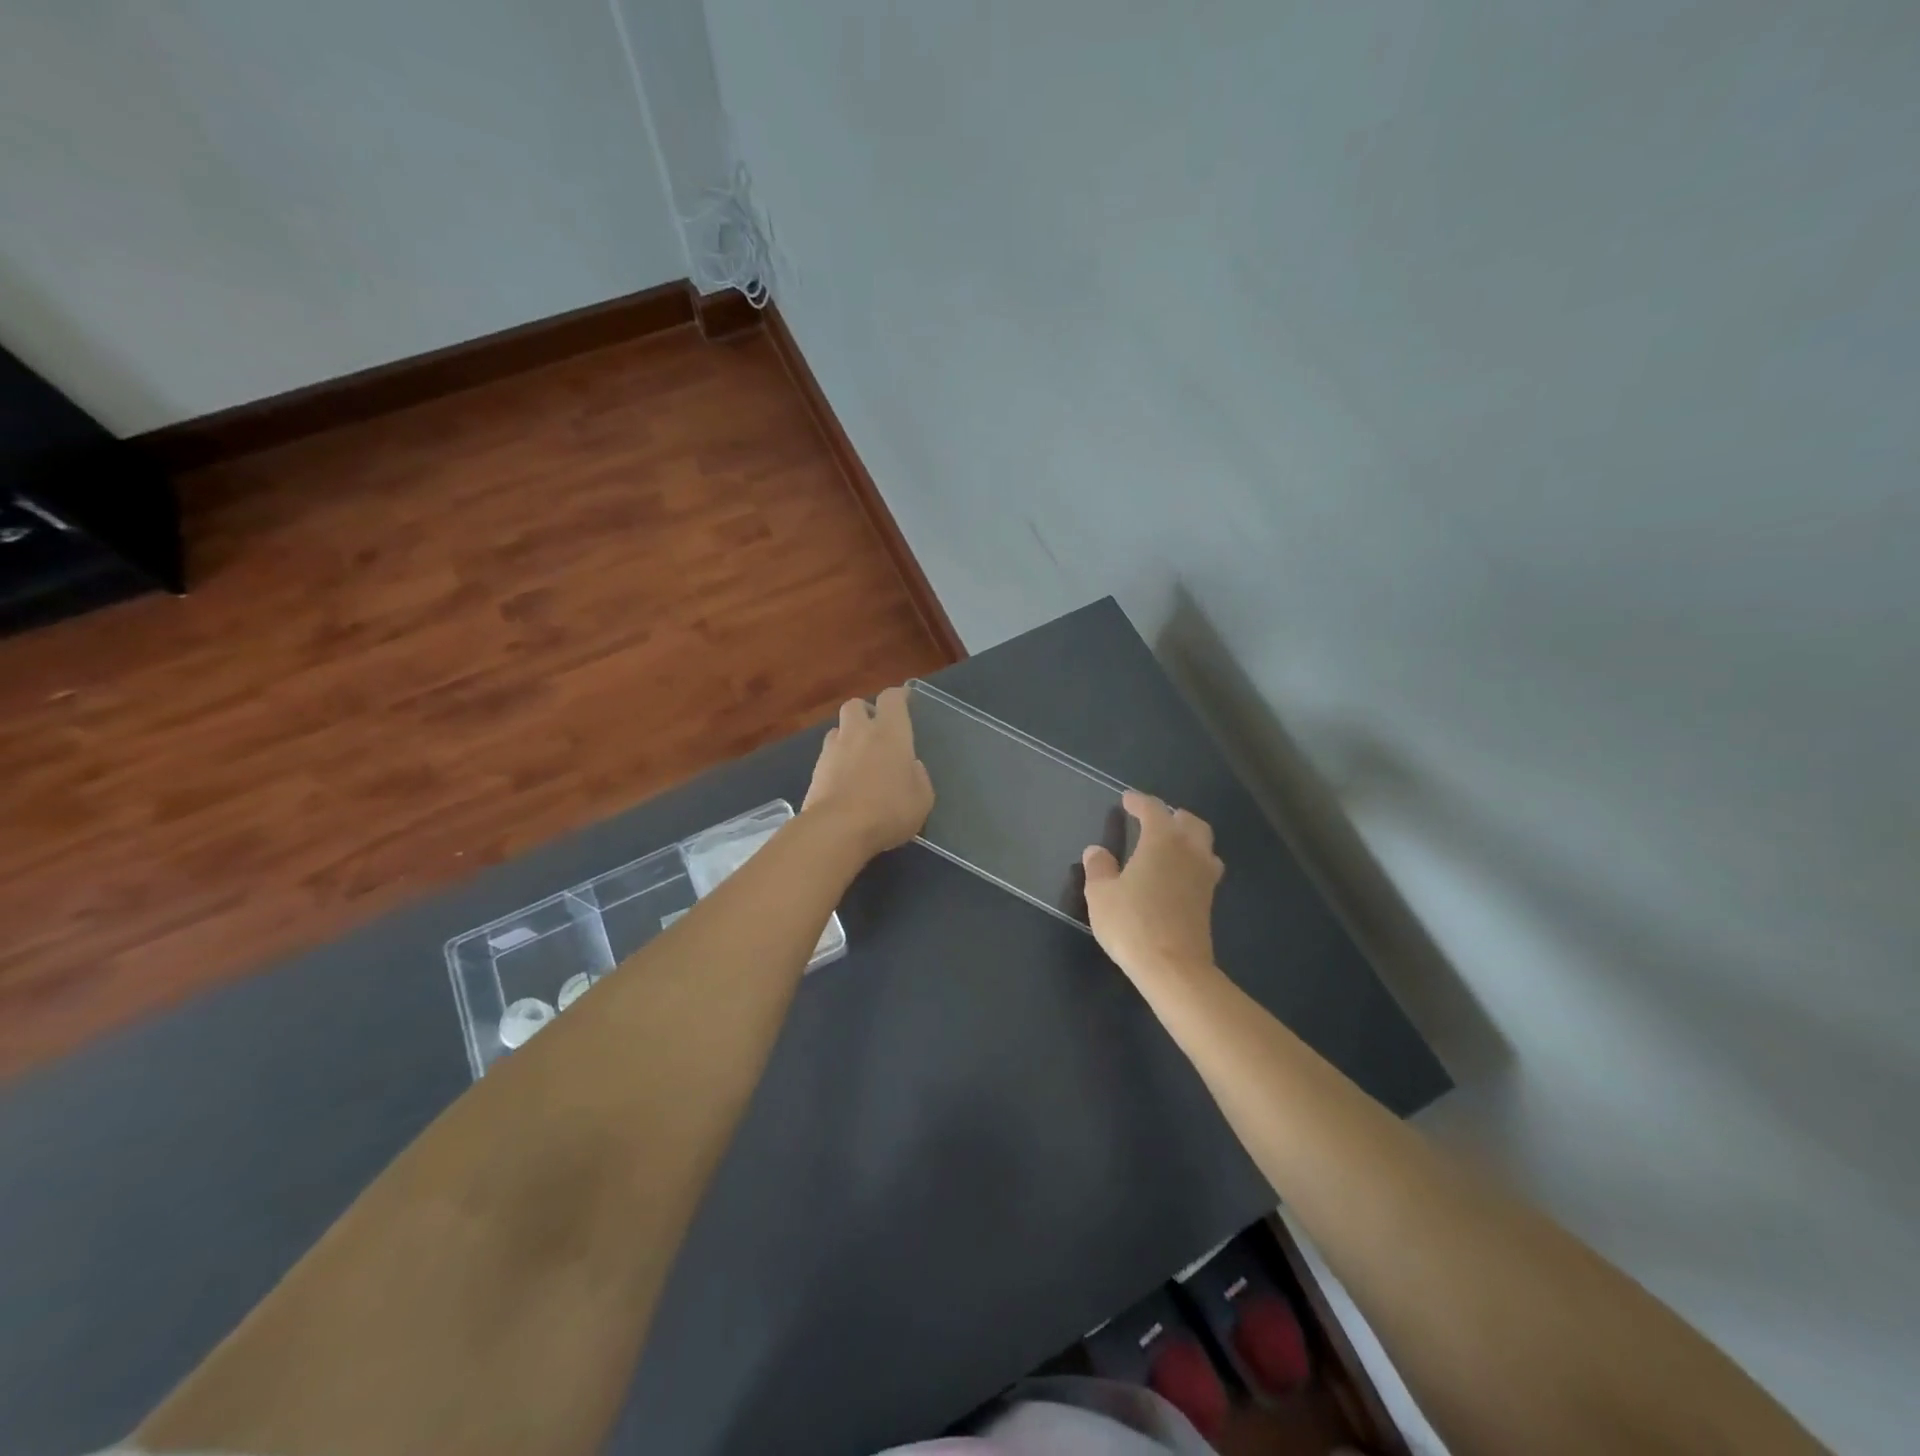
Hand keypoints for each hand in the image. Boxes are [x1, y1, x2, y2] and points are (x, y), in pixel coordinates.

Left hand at [802, 687, 934, 858]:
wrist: (838, 829)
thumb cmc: (889, 810)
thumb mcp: (922, 799)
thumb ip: (918, 777)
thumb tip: (911, 767)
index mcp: (890, 733)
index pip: (892, 699)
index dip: (898, 696)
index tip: (905, 699)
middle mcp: (859, 732)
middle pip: (856, 705)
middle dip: (865, 712)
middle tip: (876, 729)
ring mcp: (833, 750)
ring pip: (837, 729)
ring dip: (847, 736)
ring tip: (857, 756)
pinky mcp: (815, 770)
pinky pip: (827, 755)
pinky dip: (835, 761)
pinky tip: (843, 779)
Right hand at [1083, 790, 1222, 981]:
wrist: (1173, 967)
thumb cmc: (1132, 923)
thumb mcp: (1101, 894)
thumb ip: (1098, 868)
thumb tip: (1096, 851)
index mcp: (1162, 841)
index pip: (1153, 810)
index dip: (1139, 802)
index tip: (1127, 799)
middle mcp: (1189, 851)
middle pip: (1189, 822)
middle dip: (1172, 815)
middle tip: (1154, 818)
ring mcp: (1204, 877)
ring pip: (1204, 844)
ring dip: (1189, 837)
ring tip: (1170, 844)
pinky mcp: (1208, 901)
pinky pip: (1204, 868)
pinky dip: (1192, 861)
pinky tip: (1177, 874)